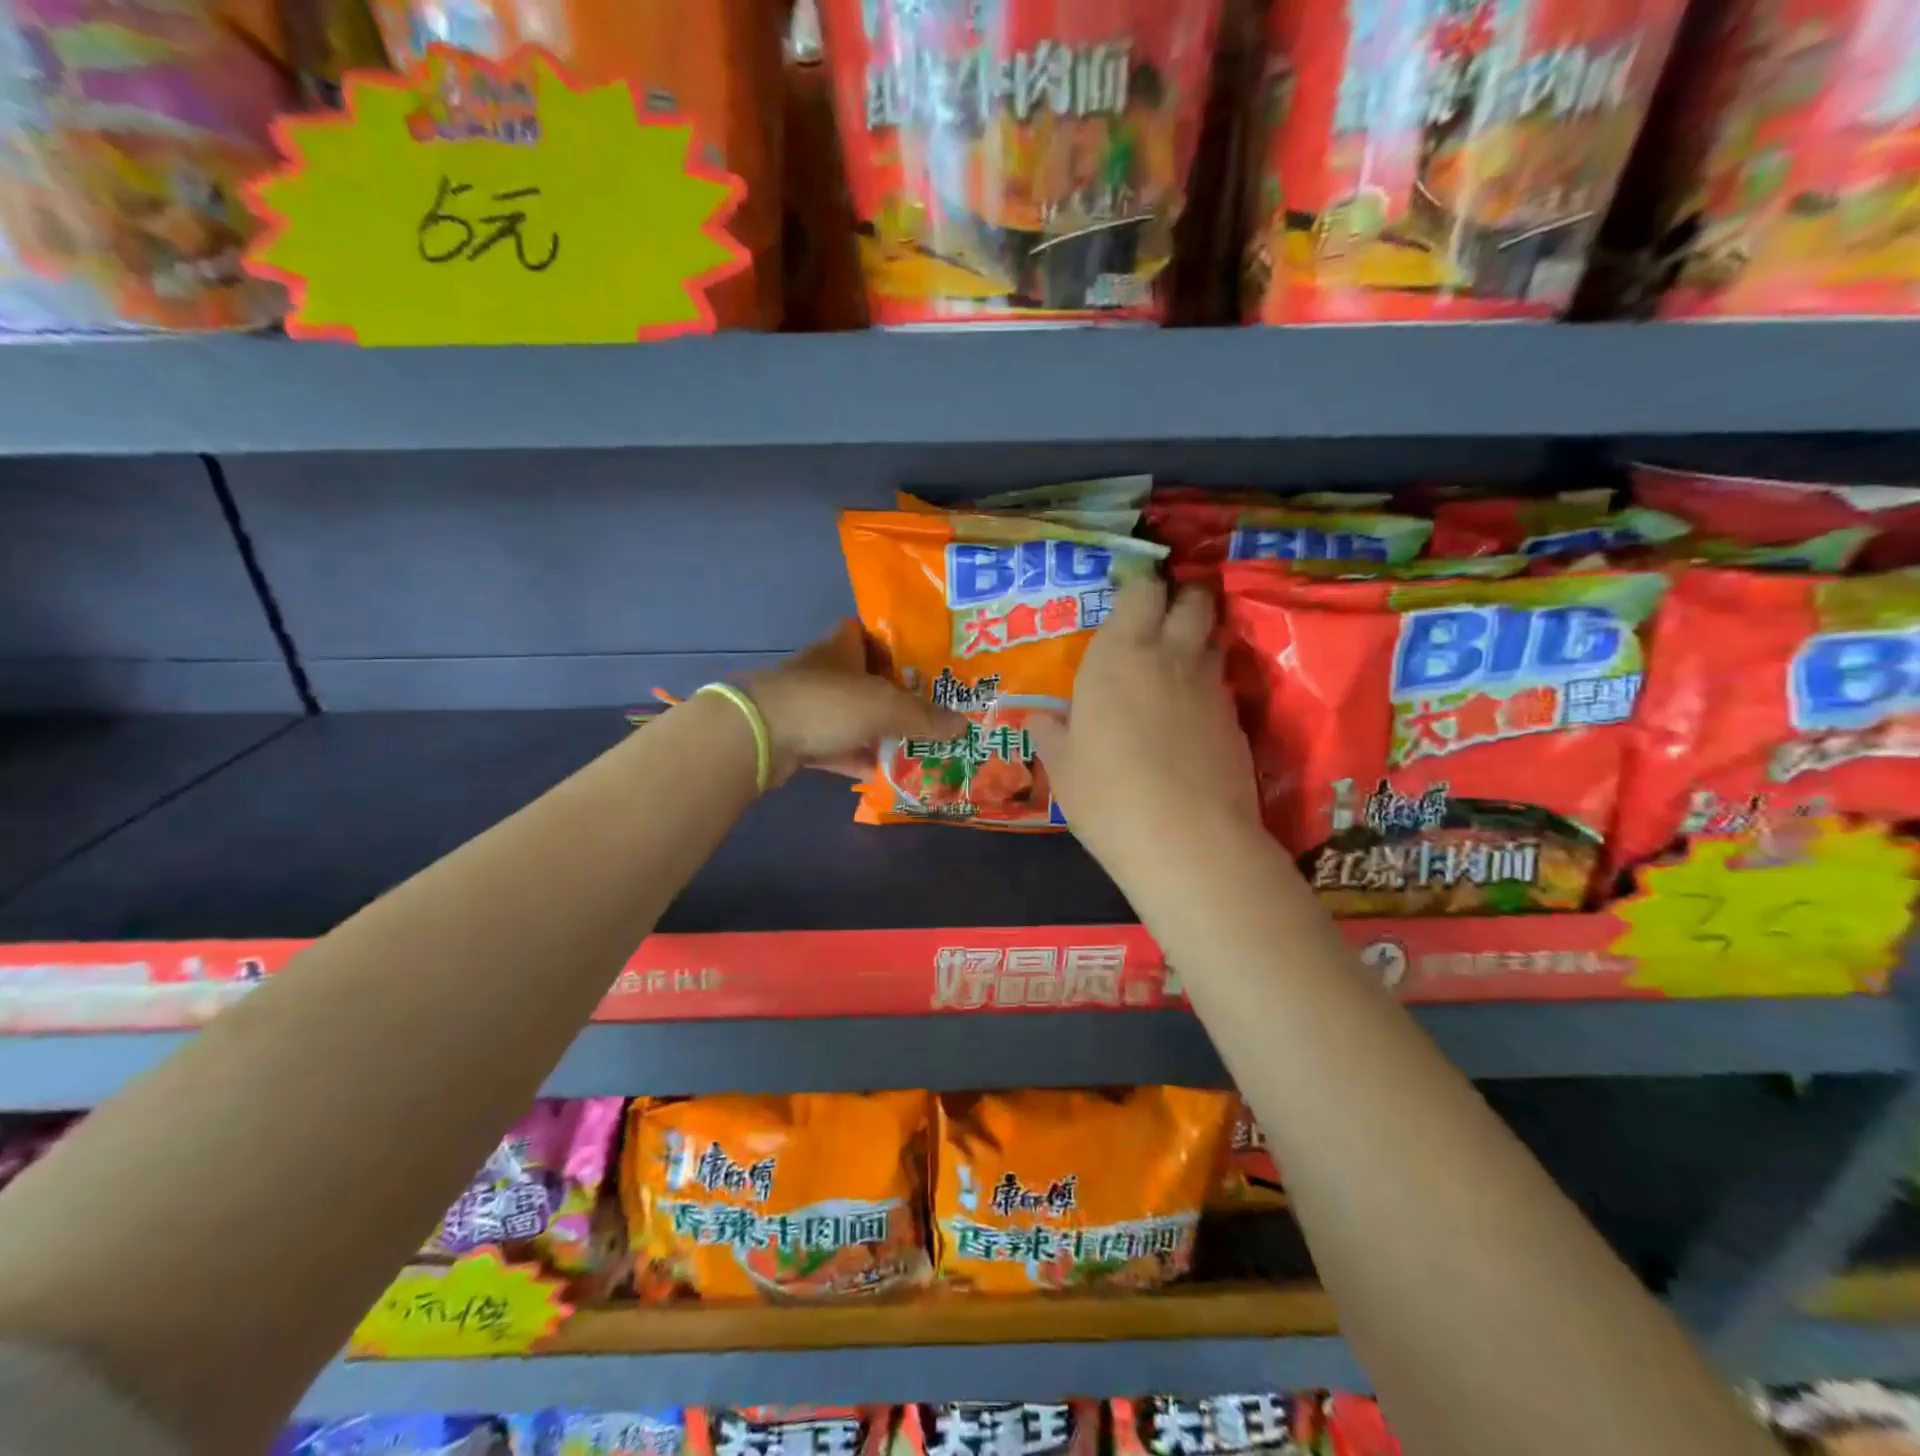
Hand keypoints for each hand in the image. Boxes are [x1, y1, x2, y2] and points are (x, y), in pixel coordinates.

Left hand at [746, 619, 963, 785]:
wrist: (760, 735)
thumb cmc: (827, 703)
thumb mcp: (885, 707)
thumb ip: (924, 716)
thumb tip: (963, 724)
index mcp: (841, 649)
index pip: (863, 632)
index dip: (888, 642)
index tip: (916, 661)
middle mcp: (823, 673)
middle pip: (862, 679)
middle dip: (891, 694)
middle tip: (926, 710)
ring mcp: (807, 707)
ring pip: (849, 717)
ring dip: (875, 731)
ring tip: (912, 745)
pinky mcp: (797, 739)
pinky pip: (834, 748)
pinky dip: (854, 759)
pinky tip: (880, 774)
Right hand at [1028, 578, 1257, 861]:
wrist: (1188, 840)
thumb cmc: (1107, 795)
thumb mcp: (1062, 767)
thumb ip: (1050, 733)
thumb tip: (1040, 719)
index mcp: (1119, 654)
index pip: (1140, 590)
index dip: (1138, 586)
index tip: (1127, 597)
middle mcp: (1170, 656)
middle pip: (1193, 599)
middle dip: (1181, 598)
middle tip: (1160, 617)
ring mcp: (1210, 687)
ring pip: (1213, 639)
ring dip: (1198, 640)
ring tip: (1176, 664)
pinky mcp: (1237, 721)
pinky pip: (1221, 686)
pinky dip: (1207, 689)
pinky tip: (1191, 719)